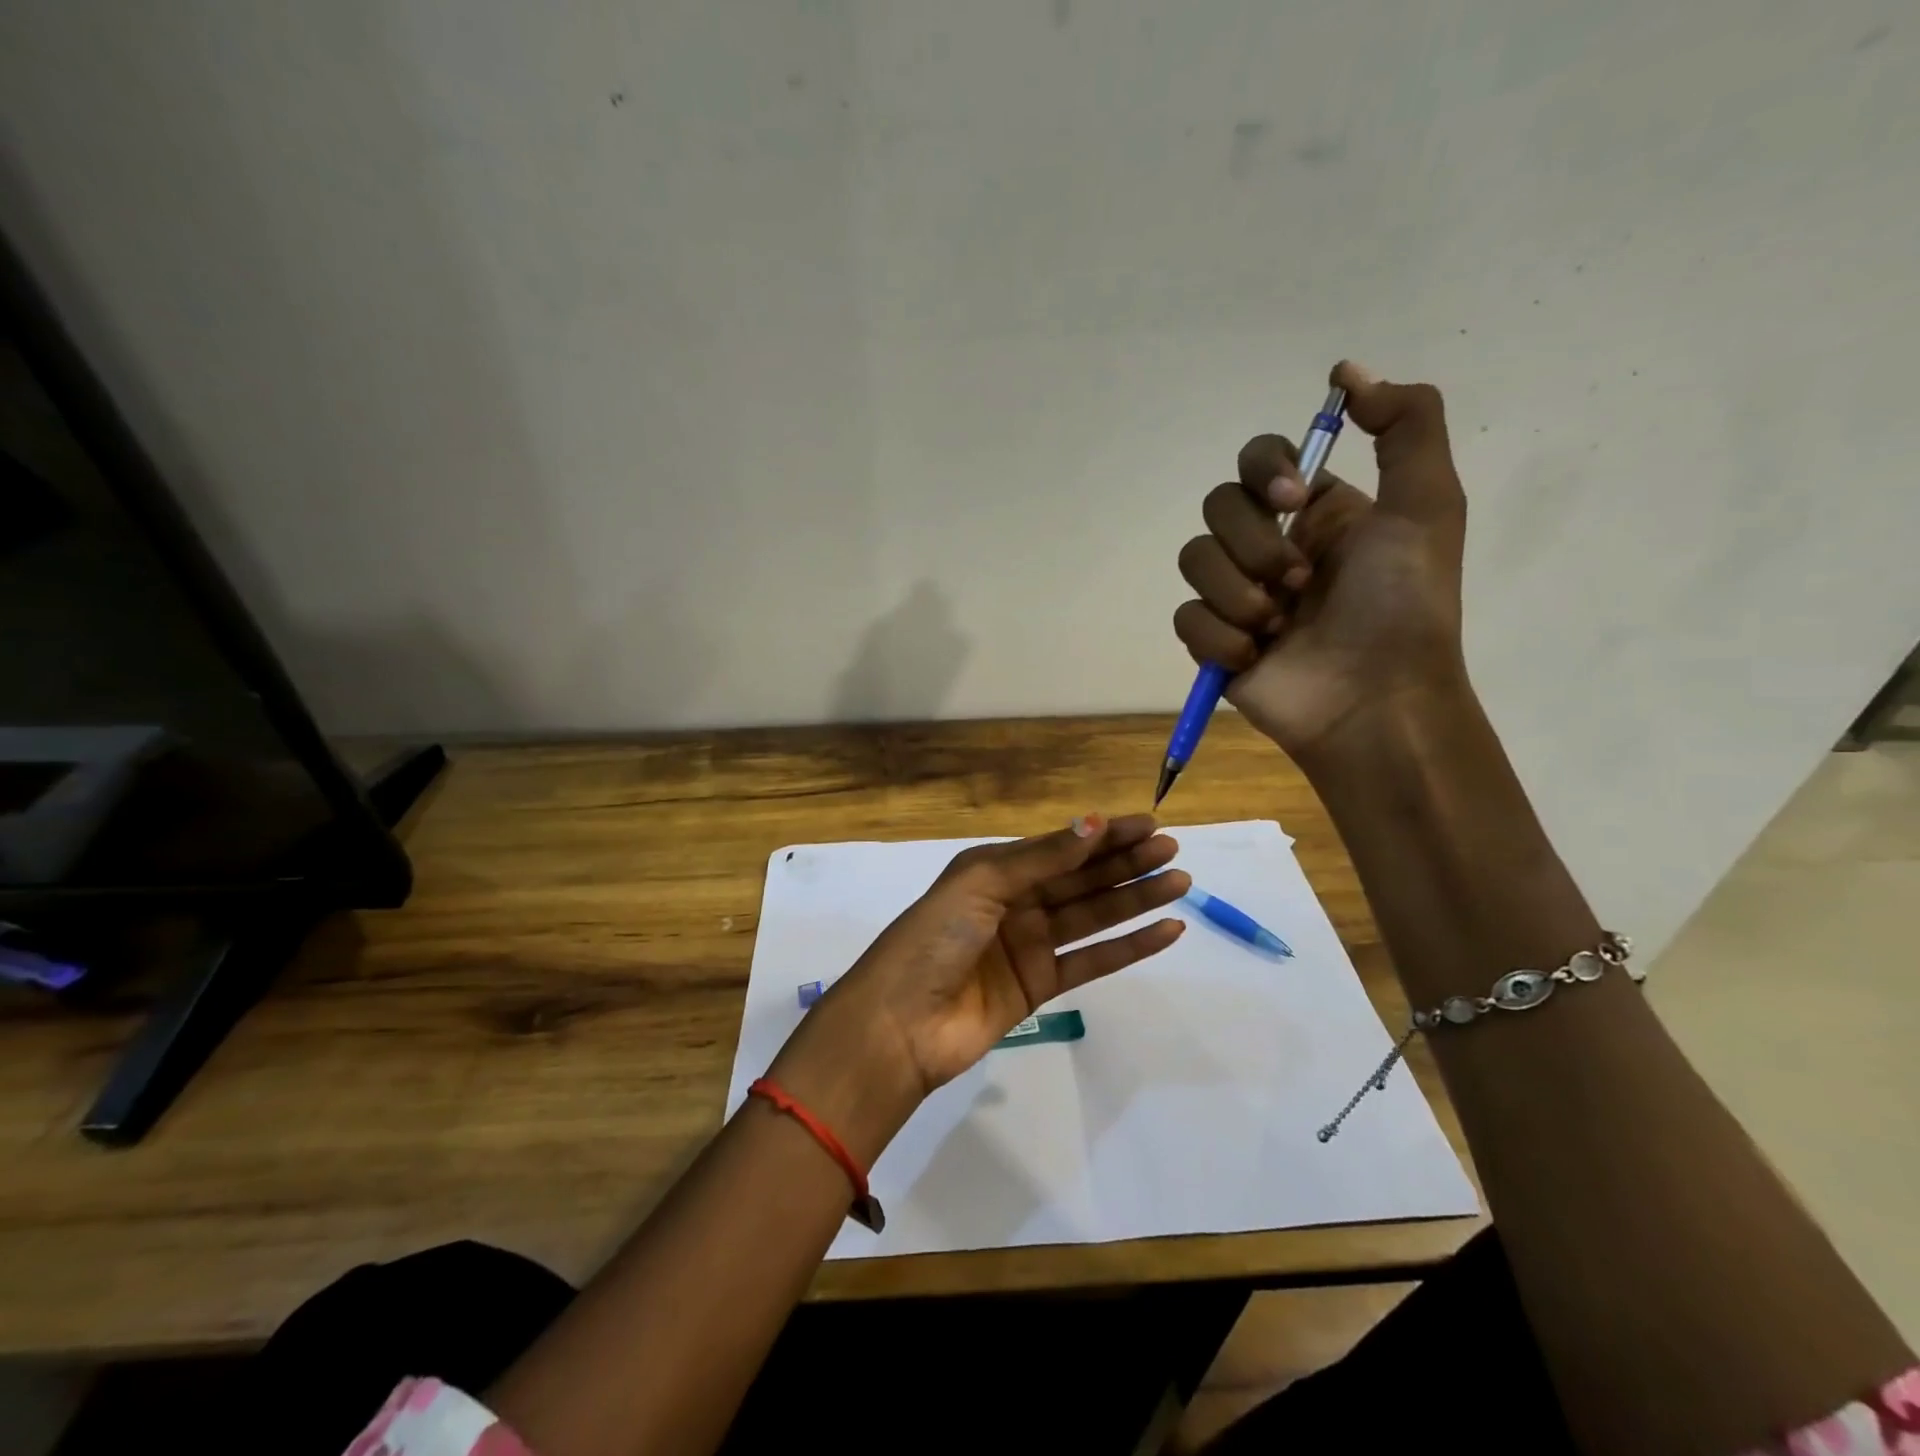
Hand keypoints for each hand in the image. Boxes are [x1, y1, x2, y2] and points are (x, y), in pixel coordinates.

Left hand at [770, 815, 1187, 1158]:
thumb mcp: (981, 883)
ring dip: (1134, 900)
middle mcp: (1015, 901)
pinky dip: (1128, 947)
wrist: (900, 1023)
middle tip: (1173, 852)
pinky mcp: (1040, 986)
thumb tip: (1094, 822)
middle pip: (1081, 878)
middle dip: (1126, 864)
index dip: (1104, 835)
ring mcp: (1029, 944)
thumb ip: (1041, 858)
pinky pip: (1091, 960)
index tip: (1149, 826)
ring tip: (1179, 885)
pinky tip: (1164, 933)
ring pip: (1092, 915)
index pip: (1060, 846)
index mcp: (994, 869)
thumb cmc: (934, 938)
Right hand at [1173, 360, 1470, 765]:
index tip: (1293, 496)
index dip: (1264, 467)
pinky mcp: (1212, 643)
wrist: (1375, 702)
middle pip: (1217, 506)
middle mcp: (1270, 546)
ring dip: (1236, 592)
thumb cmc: (1404, 606)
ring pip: (1193, 560)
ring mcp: (1237, 596)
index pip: (1258, 459)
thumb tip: (1346, 373)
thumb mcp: (1427, 506)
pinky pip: (1186, 618)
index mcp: (1315, 512)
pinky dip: (1219, 637)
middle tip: (1298, 582)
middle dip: (1253, 543)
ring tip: (1276, 626)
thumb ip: (1405, 426)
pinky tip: (1255, 657)